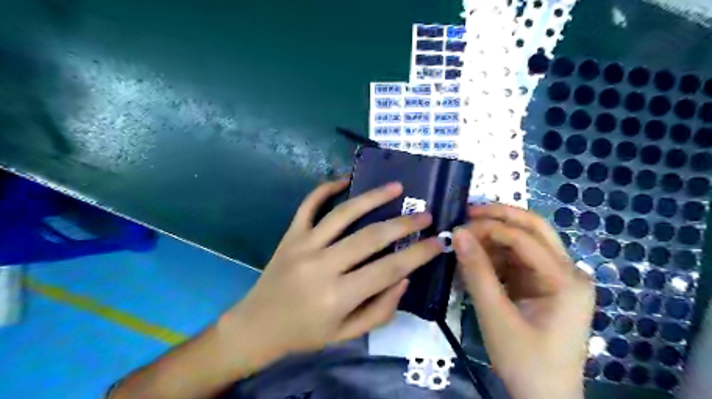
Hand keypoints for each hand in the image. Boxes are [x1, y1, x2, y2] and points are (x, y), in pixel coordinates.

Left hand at [220, 179, 443, 372]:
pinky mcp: (290, 235)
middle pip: (371, 237)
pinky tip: (345, 179)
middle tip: (425, 215)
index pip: (389, 269)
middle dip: (404, 224)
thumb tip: (404, 277)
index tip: (439, 241)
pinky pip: (309, 205)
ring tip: (396, 187)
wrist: (257, 326)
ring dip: (372, 197)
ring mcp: (303, 245)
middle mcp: (322, 266)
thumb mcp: (347, 334)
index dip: (418, 254)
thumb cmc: (305, 334)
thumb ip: (380, 309)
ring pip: (343, 213)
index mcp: (338, 297)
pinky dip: (326, 188)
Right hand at [453, 205, 592, 397]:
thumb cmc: (525, 361)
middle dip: (500, 217)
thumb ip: (476, 272)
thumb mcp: (495, 316)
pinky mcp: (545, 286)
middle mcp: (568, 271)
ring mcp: (558, 278)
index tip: (458, 228)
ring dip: (495, 236)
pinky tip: (477, 257)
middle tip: (467, 213)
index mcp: (566, 279)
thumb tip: (457, 233)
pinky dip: (497, 255)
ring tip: (466, 238)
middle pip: (534, 229)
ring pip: (526, 241)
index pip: (524, 238)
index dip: (489, 228)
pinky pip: (520, 259)